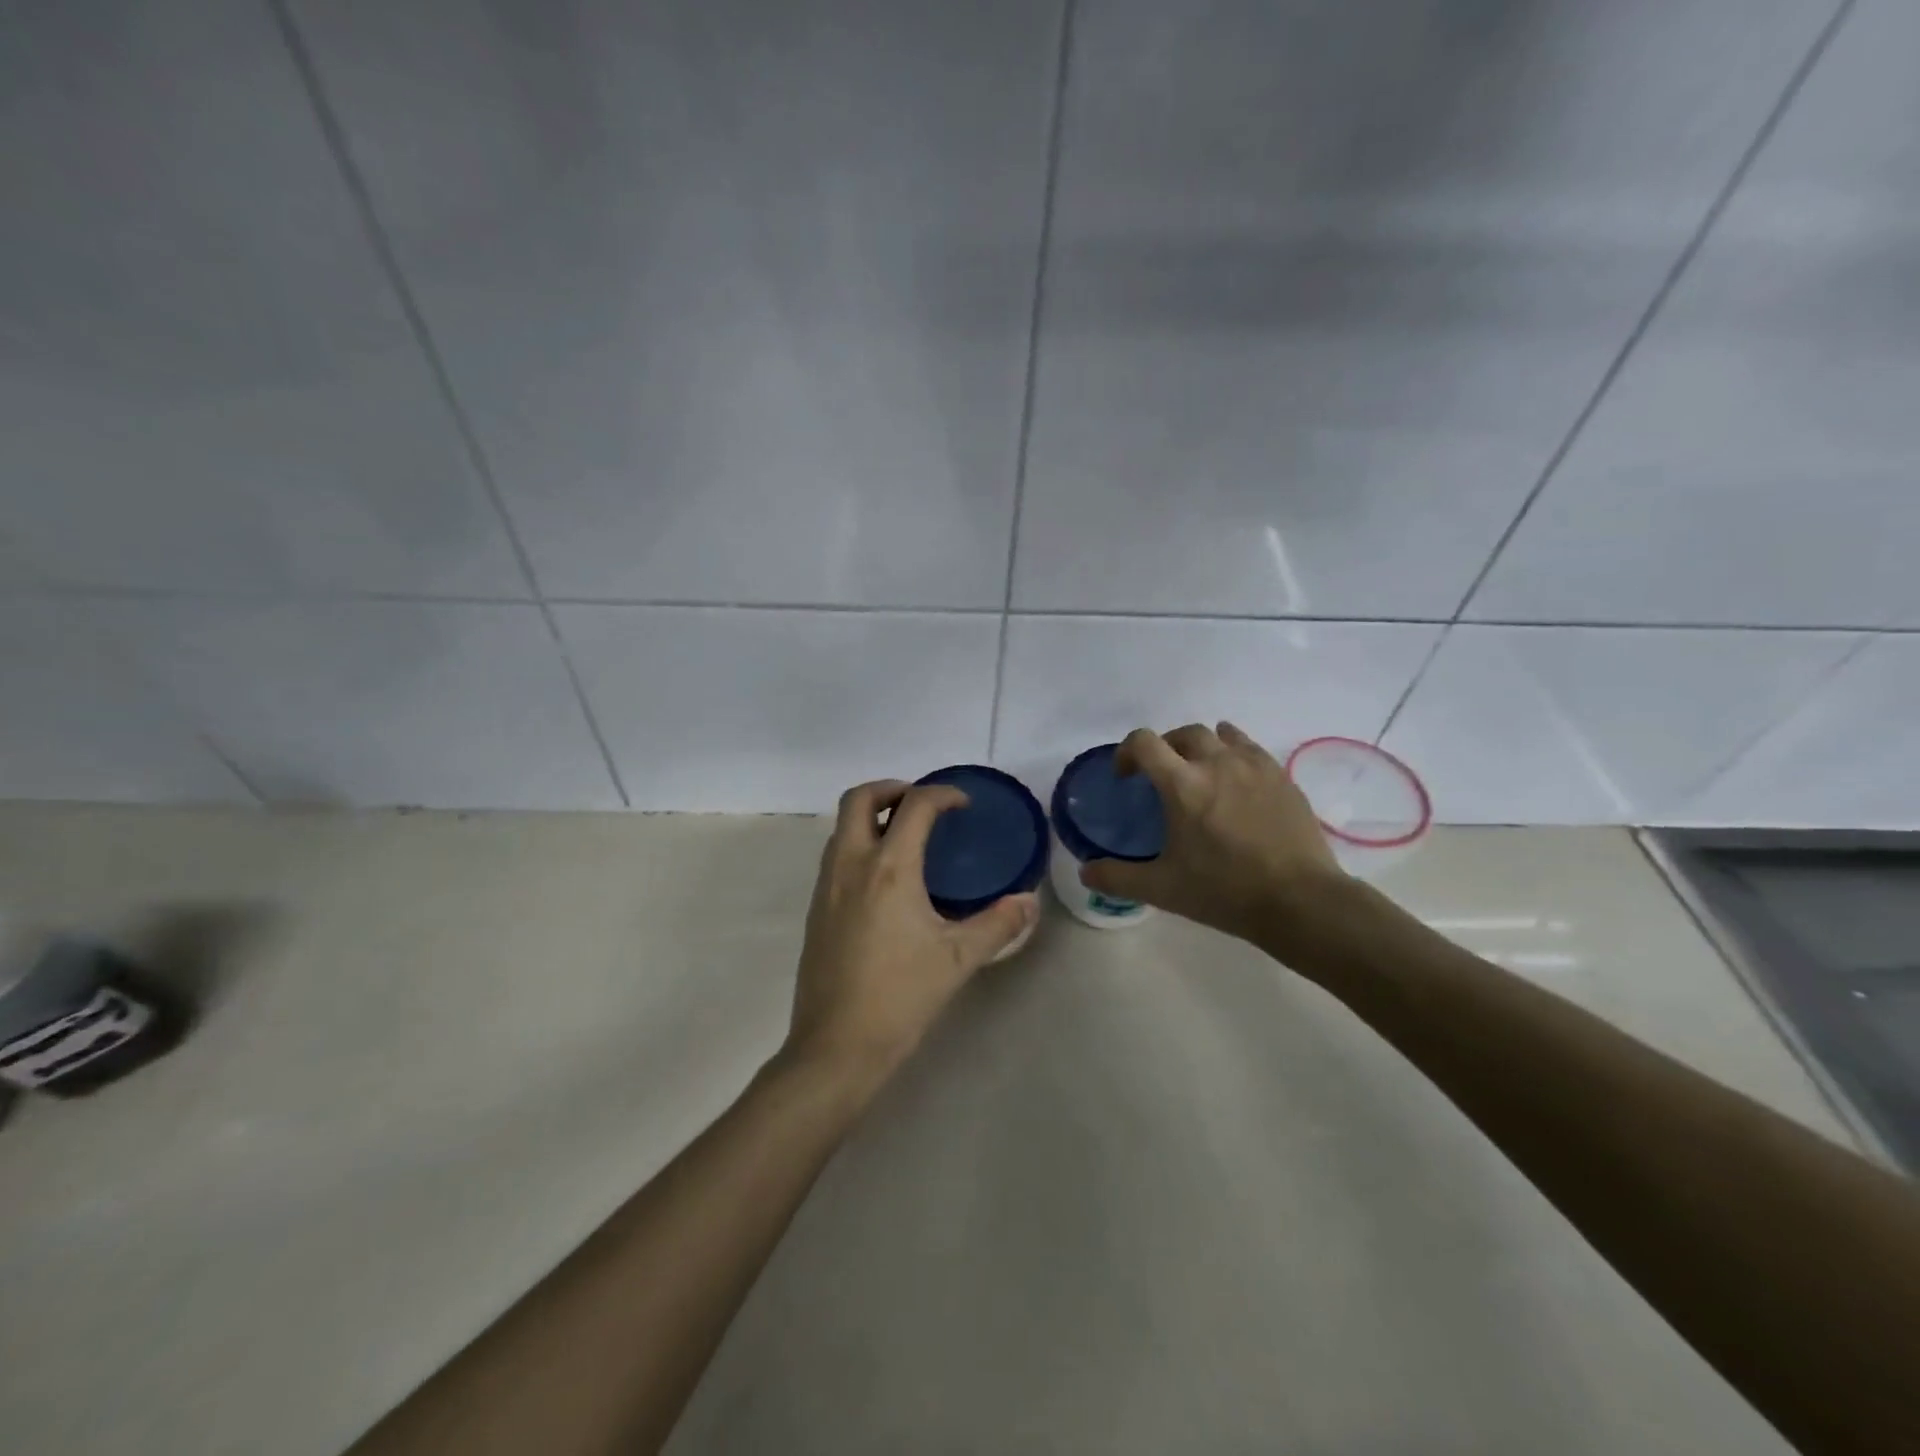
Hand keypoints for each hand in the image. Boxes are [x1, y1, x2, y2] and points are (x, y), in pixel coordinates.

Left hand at [782, 779, 1038, 1089]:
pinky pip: (835, 854)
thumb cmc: (900, 997)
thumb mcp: (958, 959)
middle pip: (859, 799)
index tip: (962, 804)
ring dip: (872, 815)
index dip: (942, 794)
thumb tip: (1028, 902)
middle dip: (892, 788)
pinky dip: (859, 843)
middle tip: (923, 805)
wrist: (836, 1047)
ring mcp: (827, 886)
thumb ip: (998, 925)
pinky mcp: (817, 909)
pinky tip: (885, 879)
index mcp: (889, 868)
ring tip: (906, 836)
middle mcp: (851, 865)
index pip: (914, 805)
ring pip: (841, 826)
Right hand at [1079, 723, 1346, 949]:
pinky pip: (1250, 747)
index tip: (1125, 776)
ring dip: (1200, 746)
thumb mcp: (1162, 889)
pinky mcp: (1281, 777)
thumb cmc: (1224, 891)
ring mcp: (1253, 766)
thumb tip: (1085, 872)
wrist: (1299, 901)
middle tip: (1161, 775)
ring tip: (1199, 770)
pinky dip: (1234, 751)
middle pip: (1182, 733)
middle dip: (1165, 748)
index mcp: (1182, 784)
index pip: (1144, 742)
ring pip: (1220, 734)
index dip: (1127, 752)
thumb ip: (1117, 878)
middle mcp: (1216, 763)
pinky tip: (1235, 776)